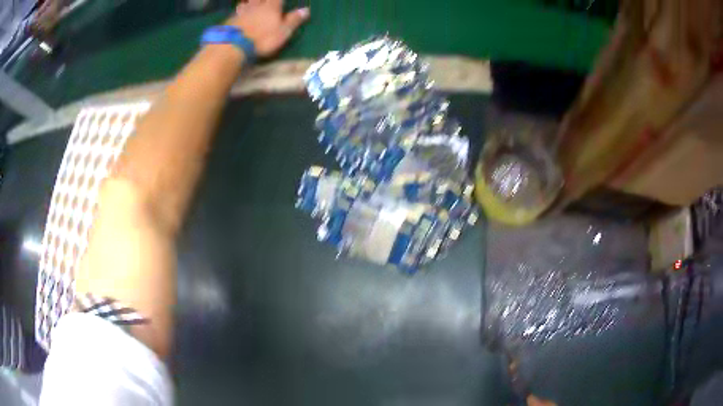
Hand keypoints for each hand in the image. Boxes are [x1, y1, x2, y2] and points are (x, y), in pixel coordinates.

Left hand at [226, 0, 309, 56]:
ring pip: (247, 2)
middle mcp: (257, 6)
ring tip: (249, 2)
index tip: (281, 1)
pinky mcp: (231, 20)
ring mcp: (243, 12)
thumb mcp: (283, 32)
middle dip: (264, 0)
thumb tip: (306, 10)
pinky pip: (237, 11)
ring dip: (250, 1)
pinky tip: (238, 10)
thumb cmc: (262, 39)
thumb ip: (293, 20)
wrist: (234, 45)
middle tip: (265, 2)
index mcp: (272, 7)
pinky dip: (239, 9)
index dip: (280, 0)